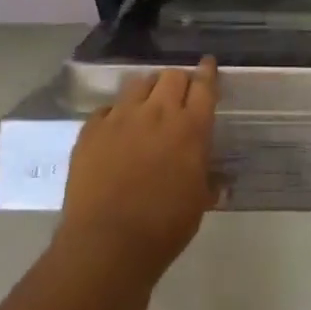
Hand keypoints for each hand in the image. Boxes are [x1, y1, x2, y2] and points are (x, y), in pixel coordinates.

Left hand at [58, 58, 218, 282]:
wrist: (106, 245)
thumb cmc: (163, 228)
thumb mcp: (198, 205)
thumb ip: (208, 182)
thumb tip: (218, 180)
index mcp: (190, 128)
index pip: (204, 86)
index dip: (207, 72)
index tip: (207, 64)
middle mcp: (158, 112)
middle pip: (172, 75)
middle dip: (178, 81)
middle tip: (178, 96)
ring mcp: (121, 117)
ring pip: (139, 83)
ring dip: (148, 91)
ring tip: (146, 107)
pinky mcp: (92, 129)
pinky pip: (107, 108)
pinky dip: (115, 114)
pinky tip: (115, 130)